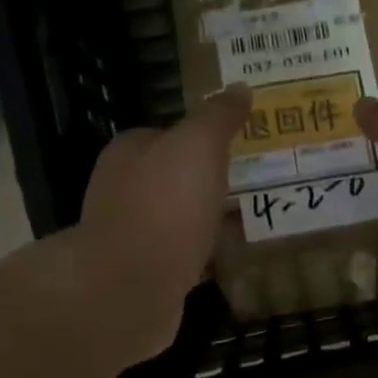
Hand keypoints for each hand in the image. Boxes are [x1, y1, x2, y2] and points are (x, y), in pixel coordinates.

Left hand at [75, 87, 250, 361]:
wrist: (129, 289)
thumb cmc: (164, 208)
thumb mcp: (197, 147)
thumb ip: (218, 117)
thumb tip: (240, 87)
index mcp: (130, 153)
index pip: (168, 134)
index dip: (204, 137)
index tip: (241, 145)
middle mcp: (124, 191)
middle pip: (174, 178)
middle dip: (209, 180)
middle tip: (254, 183)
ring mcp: (133, 237)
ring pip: (180, 219)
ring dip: (209, 220)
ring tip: (251, 221)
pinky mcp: (146, 276)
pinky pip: (184, 257)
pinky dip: (206, 257)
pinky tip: (231, 260)